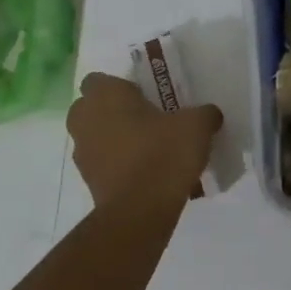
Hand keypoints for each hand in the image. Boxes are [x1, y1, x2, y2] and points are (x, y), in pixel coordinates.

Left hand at [69, 73, 221, 207]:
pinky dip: (118, 165)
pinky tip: (147, 173)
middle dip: (115, 112)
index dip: (121, 86)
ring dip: (115, 139)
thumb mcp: (197, 125)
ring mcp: (82, 152)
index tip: (145, 97)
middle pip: (93, 108)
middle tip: (148, 120)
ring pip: (96, 136)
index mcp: (105, 96)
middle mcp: (84, 119)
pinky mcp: (88, 181)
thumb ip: (203, 113)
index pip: (99, 79)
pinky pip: (103, 163)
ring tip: (150, 149)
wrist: (141, 209)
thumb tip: (208, 114)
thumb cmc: (163, 153)